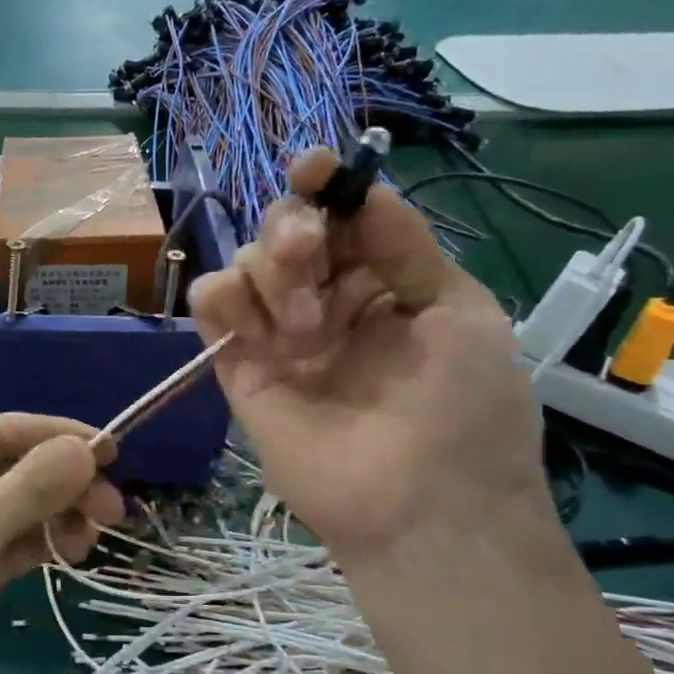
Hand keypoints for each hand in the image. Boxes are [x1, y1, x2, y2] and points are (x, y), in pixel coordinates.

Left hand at [0, 414, 124, 673]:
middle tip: (114, 509)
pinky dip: (49, 542)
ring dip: (63, 514)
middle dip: (66, 483)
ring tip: (95, 535)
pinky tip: (74, 551)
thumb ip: (32, 486)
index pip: (4, 432)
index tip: (115, 451)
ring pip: (25, 508)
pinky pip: (22, 543)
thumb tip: (86, 448)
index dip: (59, 436)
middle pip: (19, 469)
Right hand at [188, 151, 551, 565]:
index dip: (322, 185)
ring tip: (306, 327)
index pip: (339, 218)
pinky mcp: (239, 367)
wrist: (422, 506)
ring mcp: (279, 336)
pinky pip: (211, 307)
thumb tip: (364, 188)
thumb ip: (405, 247)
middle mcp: (326, 302)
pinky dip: (222, 296)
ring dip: (269, 271)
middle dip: (292, 228)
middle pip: (283, 231)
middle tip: (307, 252)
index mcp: (383, 283)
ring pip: (245, 262)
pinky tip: (253, 323)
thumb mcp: (457, 310)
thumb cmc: (463, 407)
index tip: (313, 167)